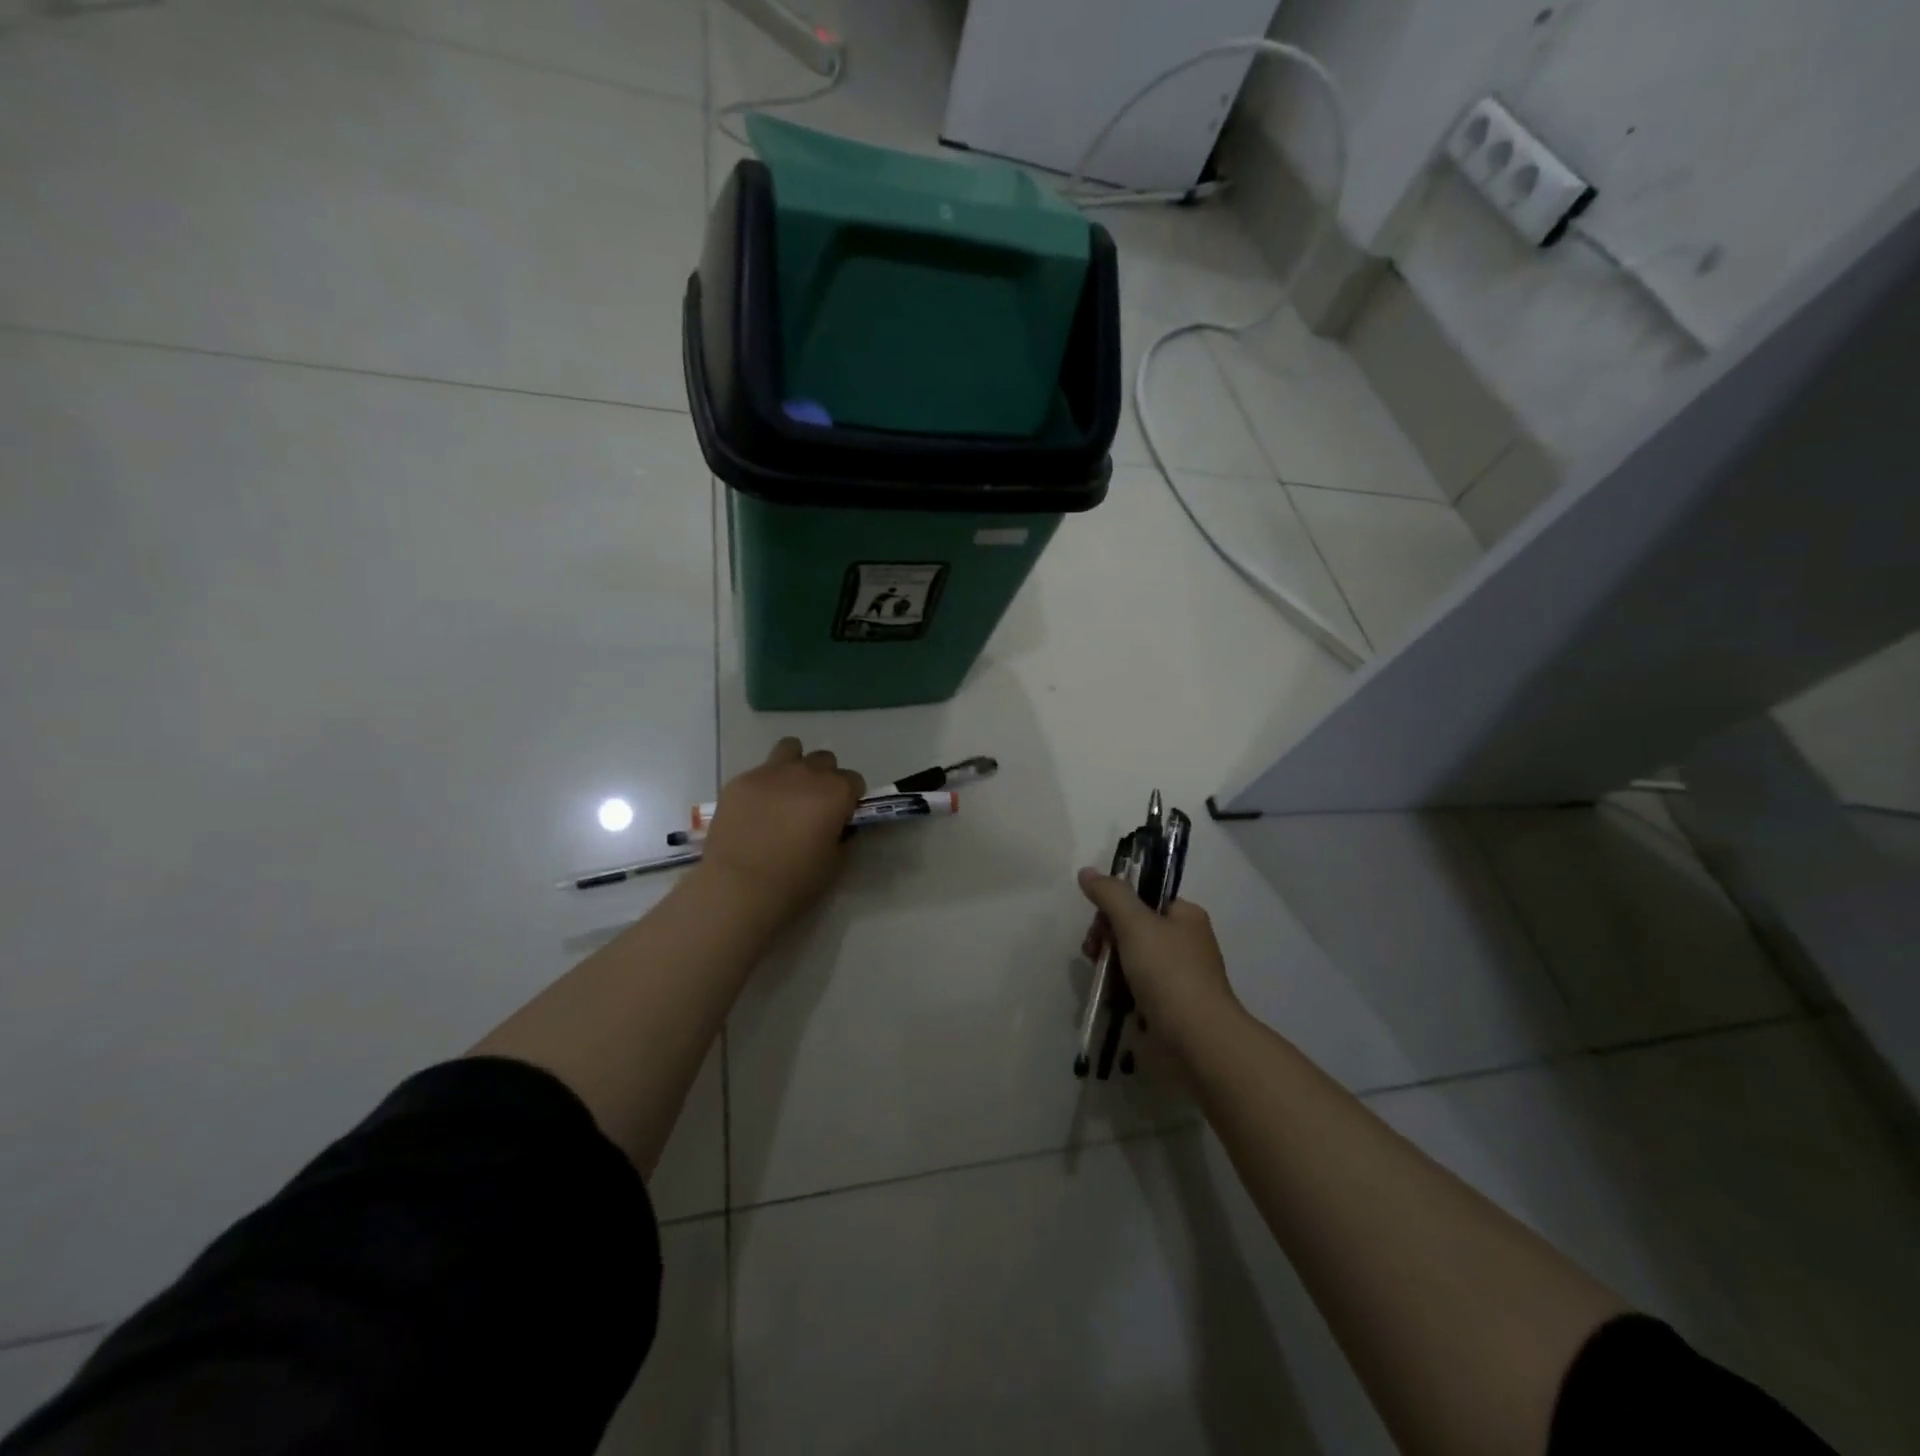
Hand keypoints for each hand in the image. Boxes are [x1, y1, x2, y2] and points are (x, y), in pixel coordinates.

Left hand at [697, 739, 864, 925]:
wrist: (740, 886)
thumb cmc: (796, 880)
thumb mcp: (835, 862)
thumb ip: (842, 835)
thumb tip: (838, 826)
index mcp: (836, 791)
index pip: (854, 780)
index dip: (850, 798)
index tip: (841, 816)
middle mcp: (806, 773)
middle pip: (824, 760)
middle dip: (824, 778)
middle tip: (813, 805)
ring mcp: (770, 772)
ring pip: (790, 748)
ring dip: (795, 764)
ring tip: (786, 791)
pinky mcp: (740, 780)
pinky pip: (758, 772)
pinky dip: (763, 785)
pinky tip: (754, 810)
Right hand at [1078, 868, 1241, 1058]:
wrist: (1197, 1040)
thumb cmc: (1168, 973)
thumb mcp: (1135, 923)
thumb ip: (1110, 894)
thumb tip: (1087, 871)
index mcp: (1186, 916)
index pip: (1144, 897)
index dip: (1115, 906)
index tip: (1098, 924)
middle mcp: (1185, 942)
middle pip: (1134, 927)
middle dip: (1107, 937)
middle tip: (1093, 952)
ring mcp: (1179, 976)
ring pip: (1133, 959)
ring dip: (1110, 965)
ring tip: (1099, 979)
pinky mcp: (1171, 1005)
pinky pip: (1138, 988)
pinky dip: (1121, 990)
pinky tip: (1109, 998)